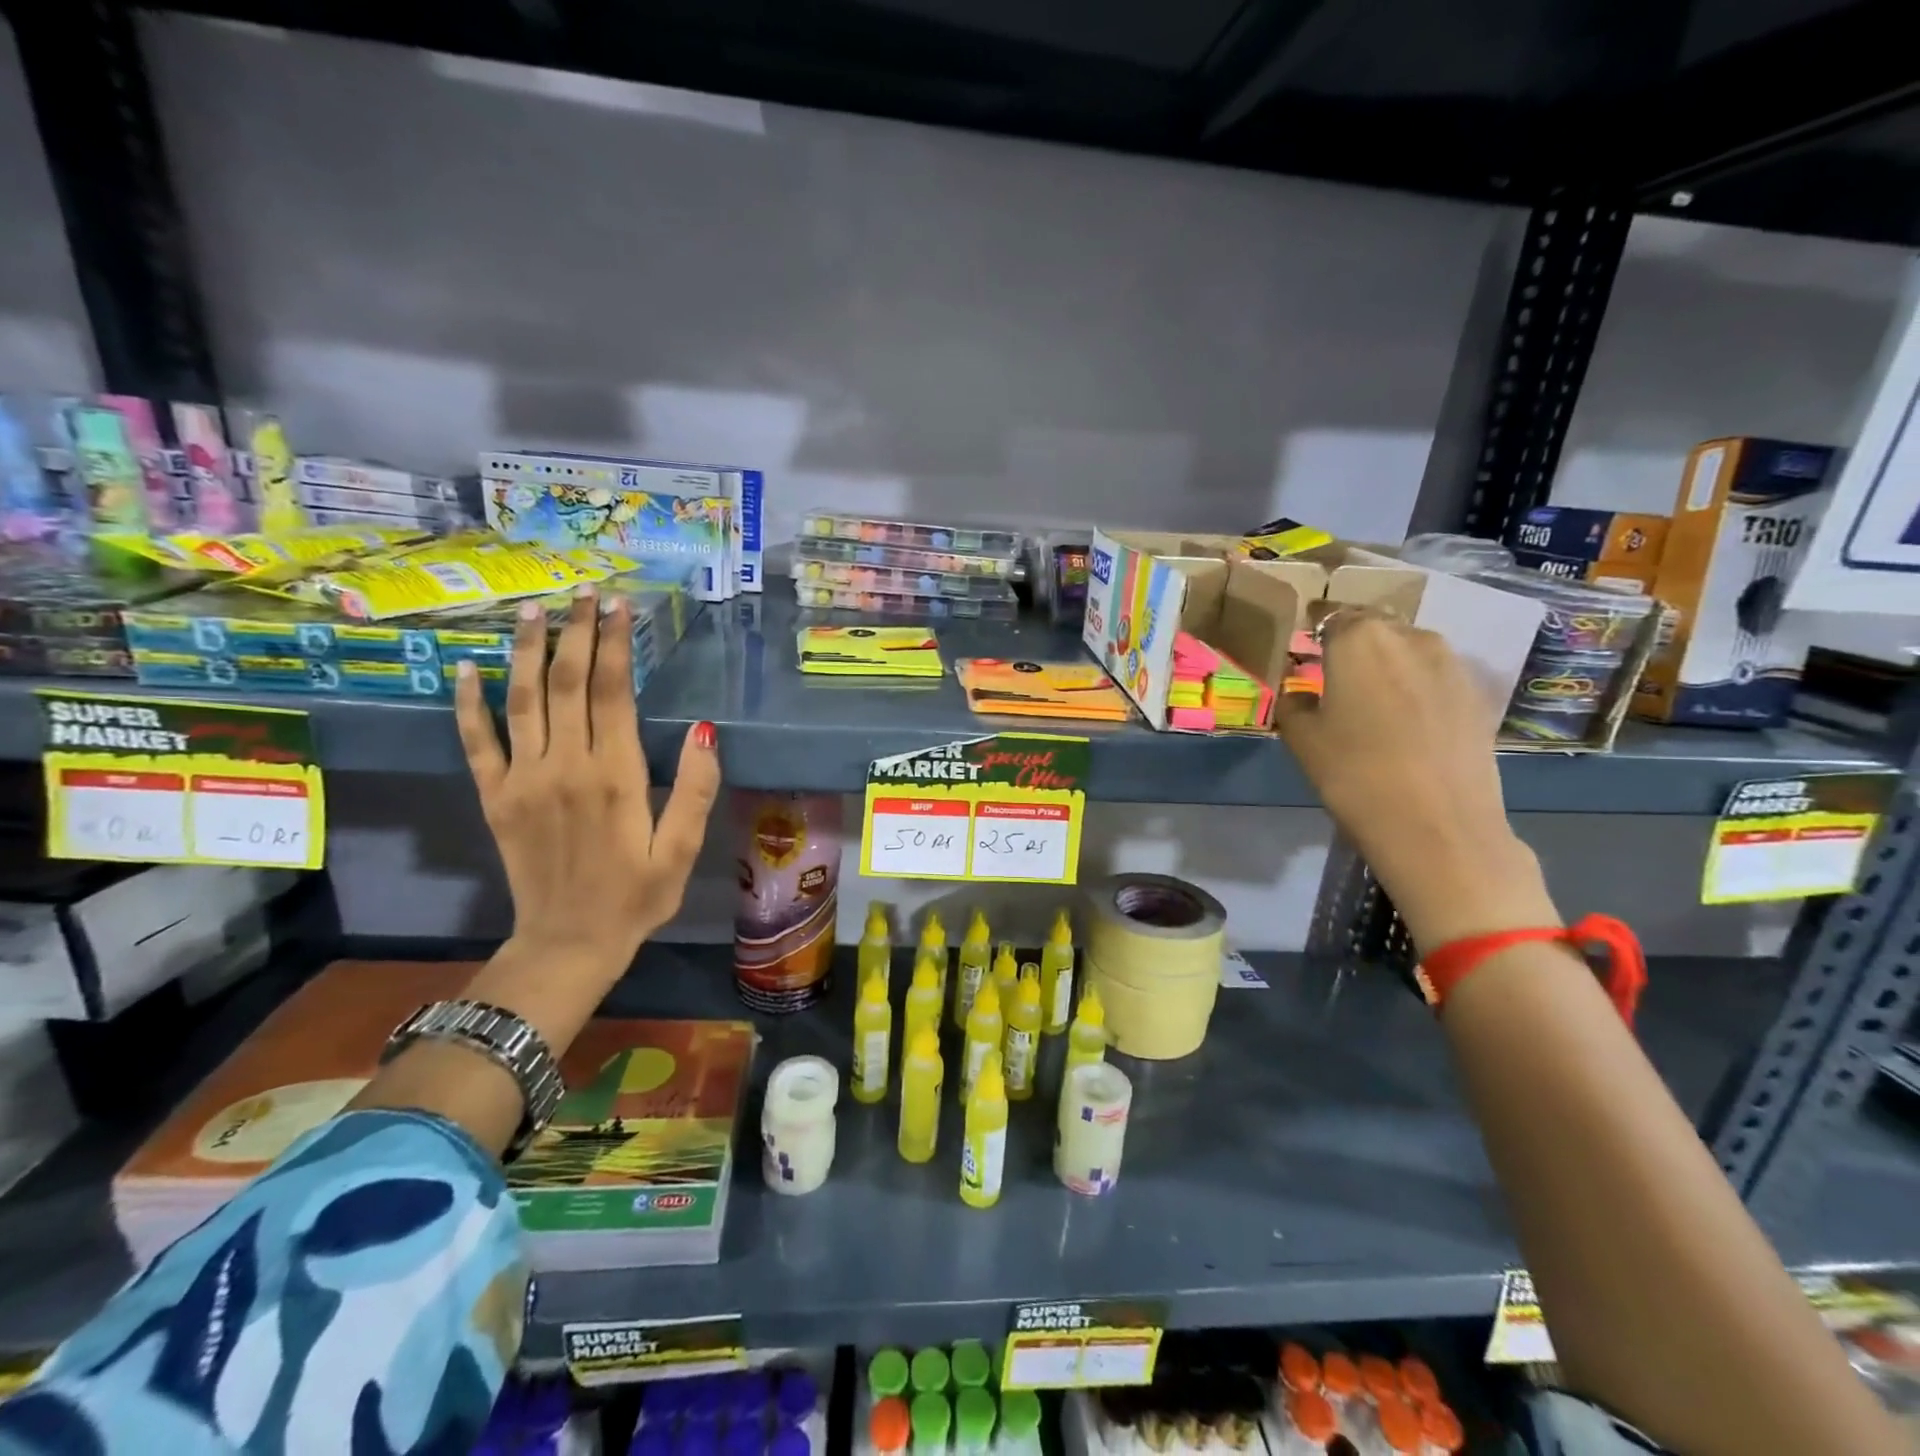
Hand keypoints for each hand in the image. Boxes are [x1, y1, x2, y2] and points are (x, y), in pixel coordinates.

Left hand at [453, 586, 721, 975]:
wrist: (568, 944)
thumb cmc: (636, 897)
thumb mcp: (682, 850)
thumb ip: (695, 789)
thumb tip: (705, 730)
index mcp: (615, 777)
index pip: (612, 693)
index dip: (614, 645)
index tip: (619, 607)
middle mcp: (564, 767)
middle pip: (567, 684)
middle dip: (576, 633)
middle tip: (583, 592)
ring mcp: (523, 781)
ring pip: (522, 700)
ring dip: (528, 651)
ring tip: (534, 610)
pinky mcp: (496, 798)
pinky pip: (477, 743)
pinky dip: (469, 704)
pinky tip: (466, 669)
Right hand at [1276, 610, 1557, 951]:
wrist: (1437, 826)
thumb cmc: (1353, 775)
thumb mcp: (1301, 739)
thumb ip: (1294, 703)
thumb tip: (1302, 693)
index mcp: (1359, 638)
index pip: (1330, 615)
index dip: (1315, 627)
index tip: (1304, 644)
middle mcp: (1409, 636)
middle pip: (1374, 627)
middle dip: (1353, 642)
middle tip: (1333, 671)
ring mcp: (1451, 663)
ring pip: (1408, 648)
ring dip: (1387, 662)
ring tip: (1370, 695)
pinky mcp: (1477, 694)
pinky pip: (1434, 676)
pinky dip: (1416, 686)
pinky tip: (1405, 719)